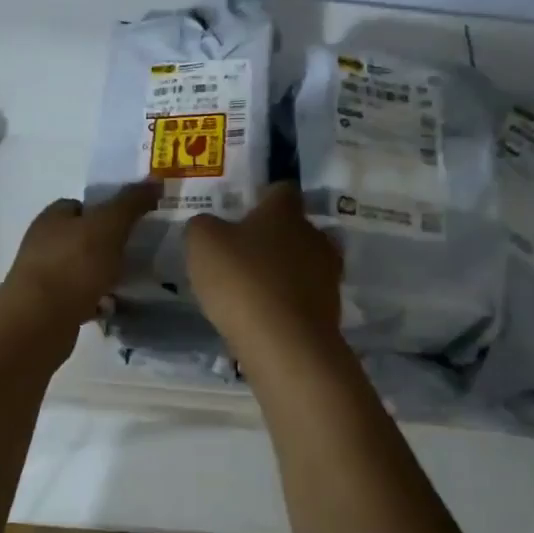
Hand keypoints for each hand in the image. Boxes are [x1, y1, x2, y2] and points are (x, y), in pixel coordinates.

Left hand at [0, 182, 162, 339]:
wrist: (40, 321)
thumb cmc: (73, 264)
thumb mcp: (108, 225)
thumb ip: (130, 203)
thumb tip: (154, 181)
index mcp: (52, 217)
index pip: (79, 204)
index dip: (105, 210)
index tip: (132, 222)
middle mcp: (43, 243)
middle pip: (81, 237)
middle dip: (107, 245)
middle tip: (135, 253)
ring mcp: (43, 277)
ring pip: (81, 269)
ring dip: (103, 274)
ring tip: (129, 282)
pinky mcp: (48, 307)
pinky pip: (79, 297)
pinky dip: (96, 300)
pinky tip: (113, 306)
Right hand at [185, 182, 342, 358]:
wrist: (284, 342)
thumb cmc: (241, 280)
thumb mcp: (202, 243)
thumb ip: (203, 226)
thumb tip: (208, 225)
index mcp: (285, 211)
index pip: (281, 190)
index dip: (263, 198)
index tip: (243, 213)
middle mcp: (314, 235)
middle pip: (296, 228)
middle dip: (274, 238)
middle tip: (244, 254)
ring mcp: (328, 274)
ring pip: (304, 262)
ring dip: (283, 271)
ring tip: (254, 289)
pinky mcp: (331, 309)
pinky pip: (305, 296)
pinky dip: (288, 301)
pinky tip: (266, 315)